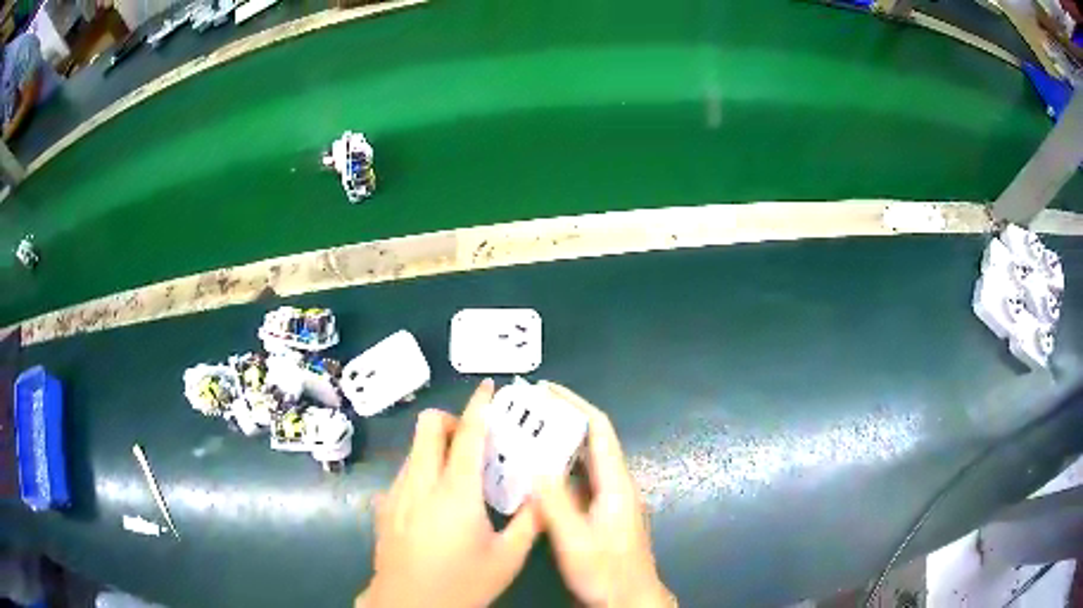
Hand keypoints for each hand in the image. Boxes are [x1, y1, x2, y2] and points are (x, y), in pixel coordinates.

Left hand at [357, 379, 540, 607]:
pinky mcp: (384, 507)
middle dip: (452, 422)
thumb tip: (545, 494)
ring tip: (460, 478)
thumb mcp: (507, 558)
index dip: (479, 405)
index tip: (488, 387)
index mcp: (455, 492)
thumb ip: (529, 522)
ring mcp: (396, 494)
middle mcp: (420, 483)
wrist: (408, 606)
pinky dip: (424, 472)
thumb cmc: (462, 583)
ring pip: (414, 450)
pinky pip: (405, 474)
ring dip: (437, 449)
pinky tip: (437, 506)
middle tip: (475, 445)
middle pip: (428, 427)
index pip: (467, 435)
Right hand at [535, 381, 674, 607]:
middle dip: (562, 419)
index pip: (599, 429)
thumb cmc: (605, 571)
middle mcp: (616, 484)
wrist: (628, 598)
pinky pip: (579, 481)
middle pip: (592, 440)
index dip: (575, 405)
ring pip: (584, 461)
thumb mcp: (574, 539)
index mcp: (615, 483)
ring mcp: (610, 500)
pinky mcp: (602, 513)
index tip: (546, 390)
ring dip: (559, 444)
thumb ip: (555, 503)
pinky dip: (558, 469)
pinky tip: (535, 475)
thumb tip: (534, 462)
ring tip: (525, 435)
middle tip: (526, 411)